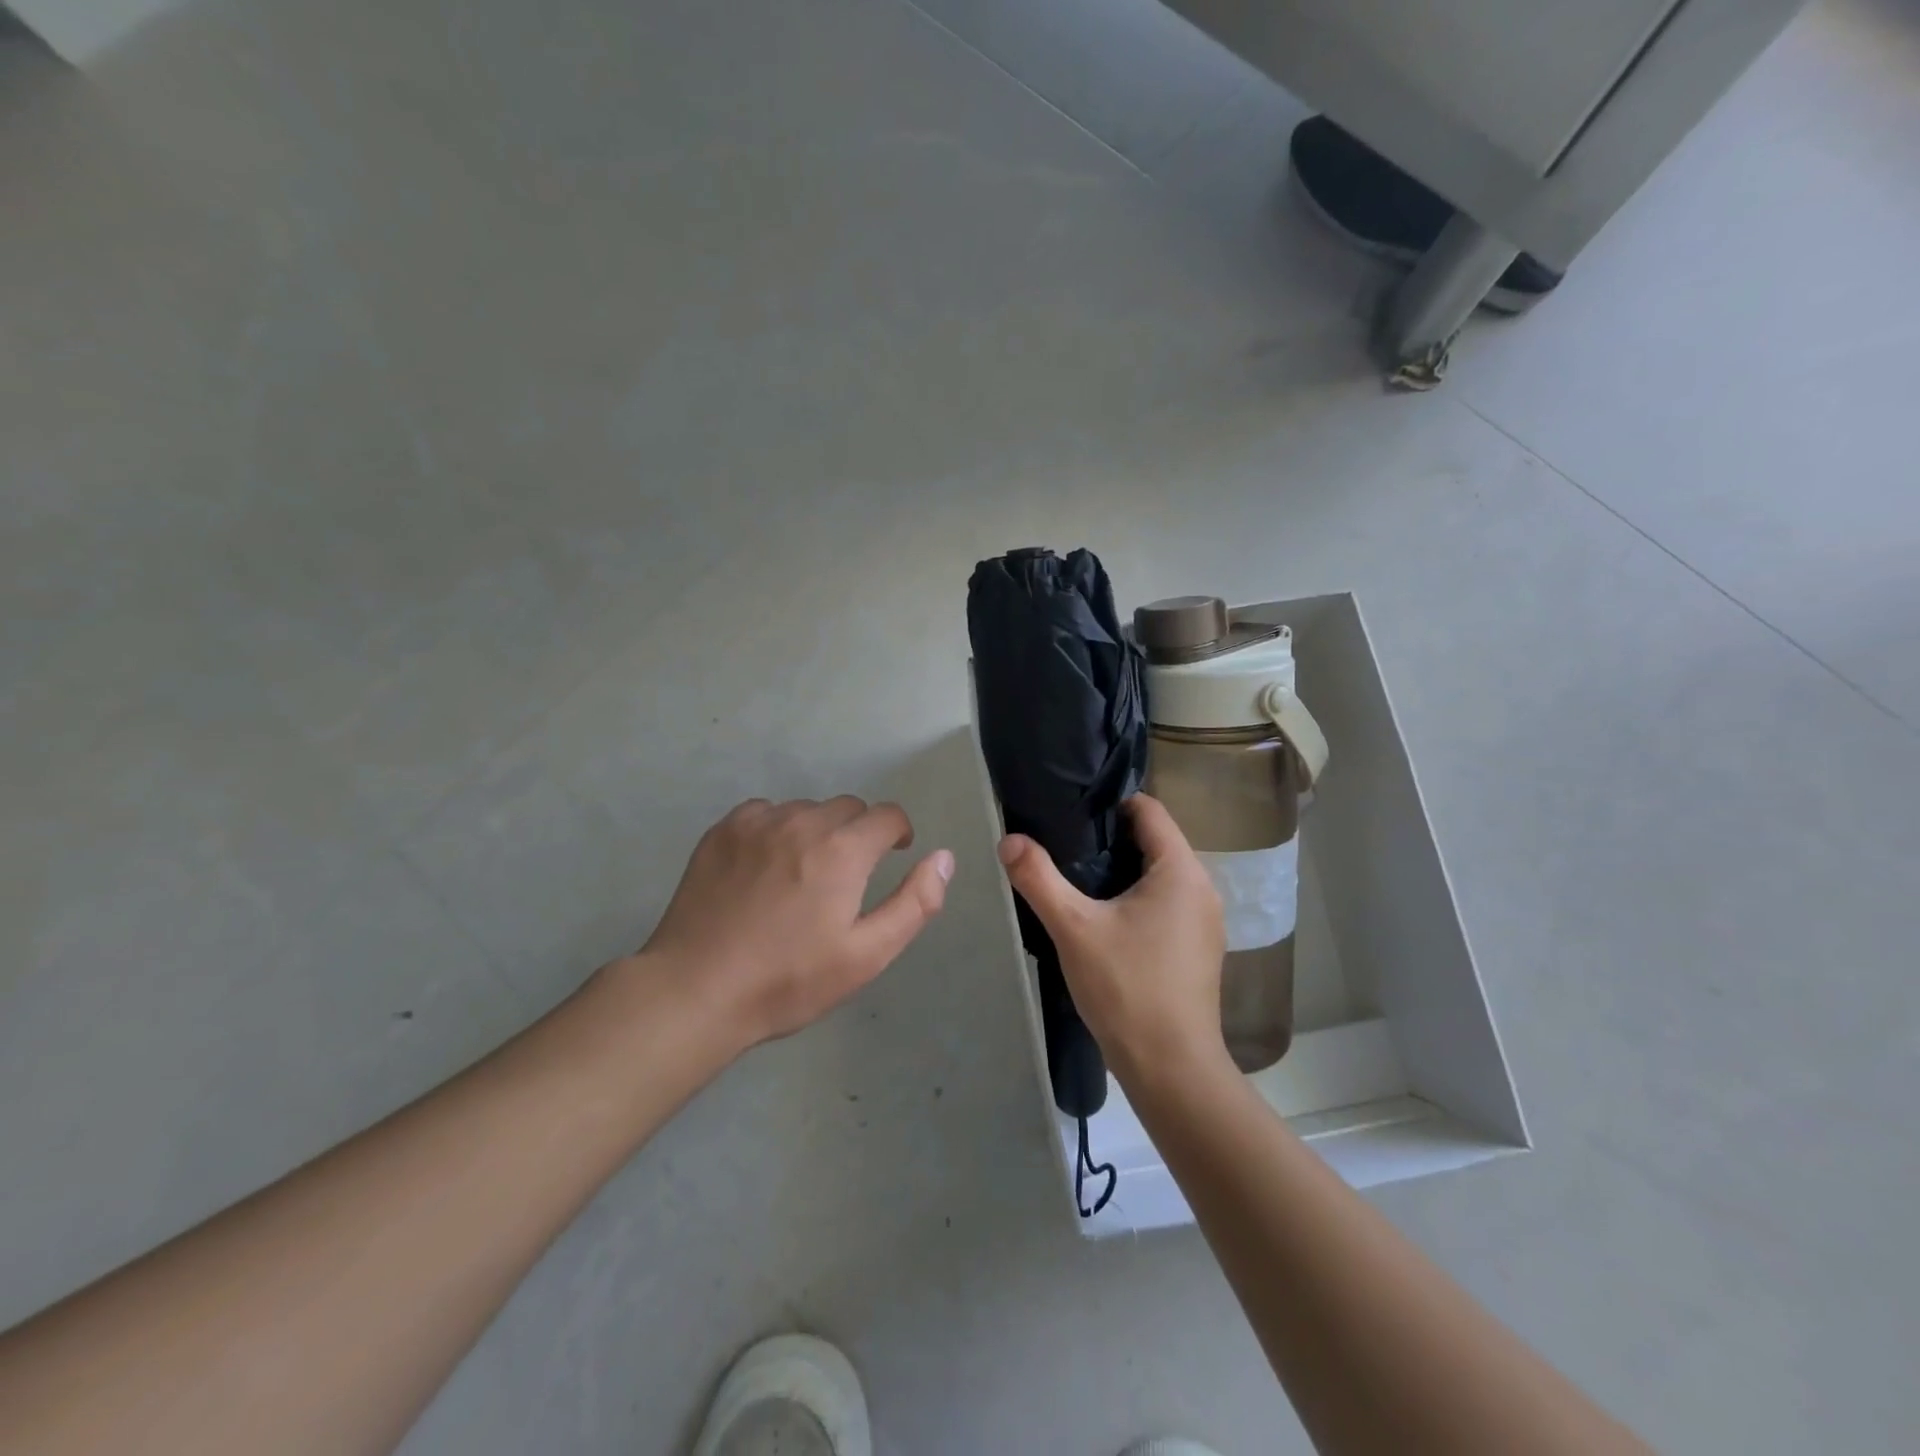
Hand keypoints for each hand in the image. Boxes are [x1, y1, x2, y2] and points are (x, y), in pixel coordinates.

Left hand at [636, 796, 953, 1050]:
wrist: (696, 990)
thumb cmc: (789, 980)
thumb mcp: (866, 955)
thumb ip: (915, 903)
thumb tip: (943, 857)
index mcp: (842, 850)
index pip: (887, 815)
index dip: (897, 833)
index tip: (892, 855)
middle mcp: (803, 822)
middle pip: (847, 808)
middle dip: (857, 834)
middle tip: (844, 878)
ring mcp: (758, 822)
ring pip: (806, 809)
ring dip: (816, 831)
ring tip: (801, 876)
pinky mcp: (723, 830)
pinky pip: (766, 813)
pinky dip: (776, 830)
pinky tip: (764, 867)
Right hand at [998, 794, 1227, 1082]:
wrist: (1171, 1068)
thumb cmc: (1127, 988)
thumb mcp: (1074, 927)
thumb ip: (1039, 878)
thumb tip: (1009, 839)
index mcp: (1181, 870)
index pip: (1150, 810)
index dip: (1111, 803)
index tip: (1071, 812)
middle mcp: (1202, 888)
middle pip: (1154, 841)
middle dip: (1110, 838)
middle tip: (1064, 846)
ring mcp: (1204, 921)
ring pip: (1159, 875)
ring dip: (1122, 871)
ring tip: (1077, 880)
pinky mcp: (1198, 948)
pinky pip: (1166, 903)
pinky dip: (1137, 899)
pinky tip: (1104, 919)